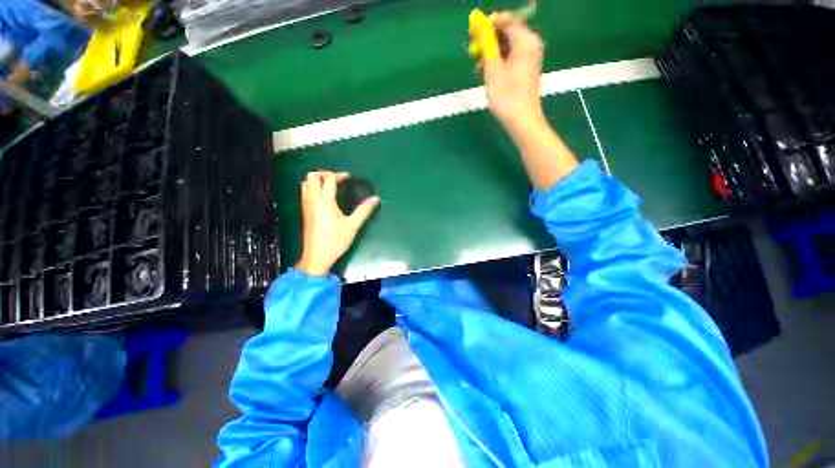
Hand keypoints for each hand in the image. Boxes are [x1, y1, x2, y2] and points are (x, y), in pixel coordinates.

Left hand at [296, 171, 379, 275]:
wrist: (317, 256)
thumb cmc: (335, 241)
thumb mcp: (352, 226)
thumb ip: (364, 210)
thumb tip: (375, 199)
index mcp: (325, 201)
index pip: (329, 179)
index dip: (339, 175)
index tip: (349, 177)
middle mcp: (313, 200)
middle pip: (311, 177)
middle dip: (324, 173)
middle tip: (337, 179)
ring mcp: (306, 206)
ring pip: (305, 184)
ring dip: (316, 180)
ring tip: (330, 185)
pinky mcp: (305, 213)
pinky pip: (305, 193)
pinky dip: (312, 188)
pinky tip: (323, 197)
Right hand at [482, 14, 545, 131]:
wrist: (522, 120)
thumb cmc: (507, 96)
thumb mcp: (493, 69)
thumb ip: (487, 45)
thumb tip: (481, 27)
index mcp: (526, 41)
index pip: (507, 20)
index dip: (488, 24)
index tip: (473, 32)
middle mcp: (531, 45)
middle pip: (507, 32)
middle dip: (489, 39)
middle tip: (473, 51)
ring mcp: (530, 58)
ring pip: (507, 46)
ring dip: (491, 53)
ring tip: (477, 66)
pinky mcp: (526, 69)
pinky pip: (511, 57)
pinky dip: (498, 61)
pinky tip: (486, 73)